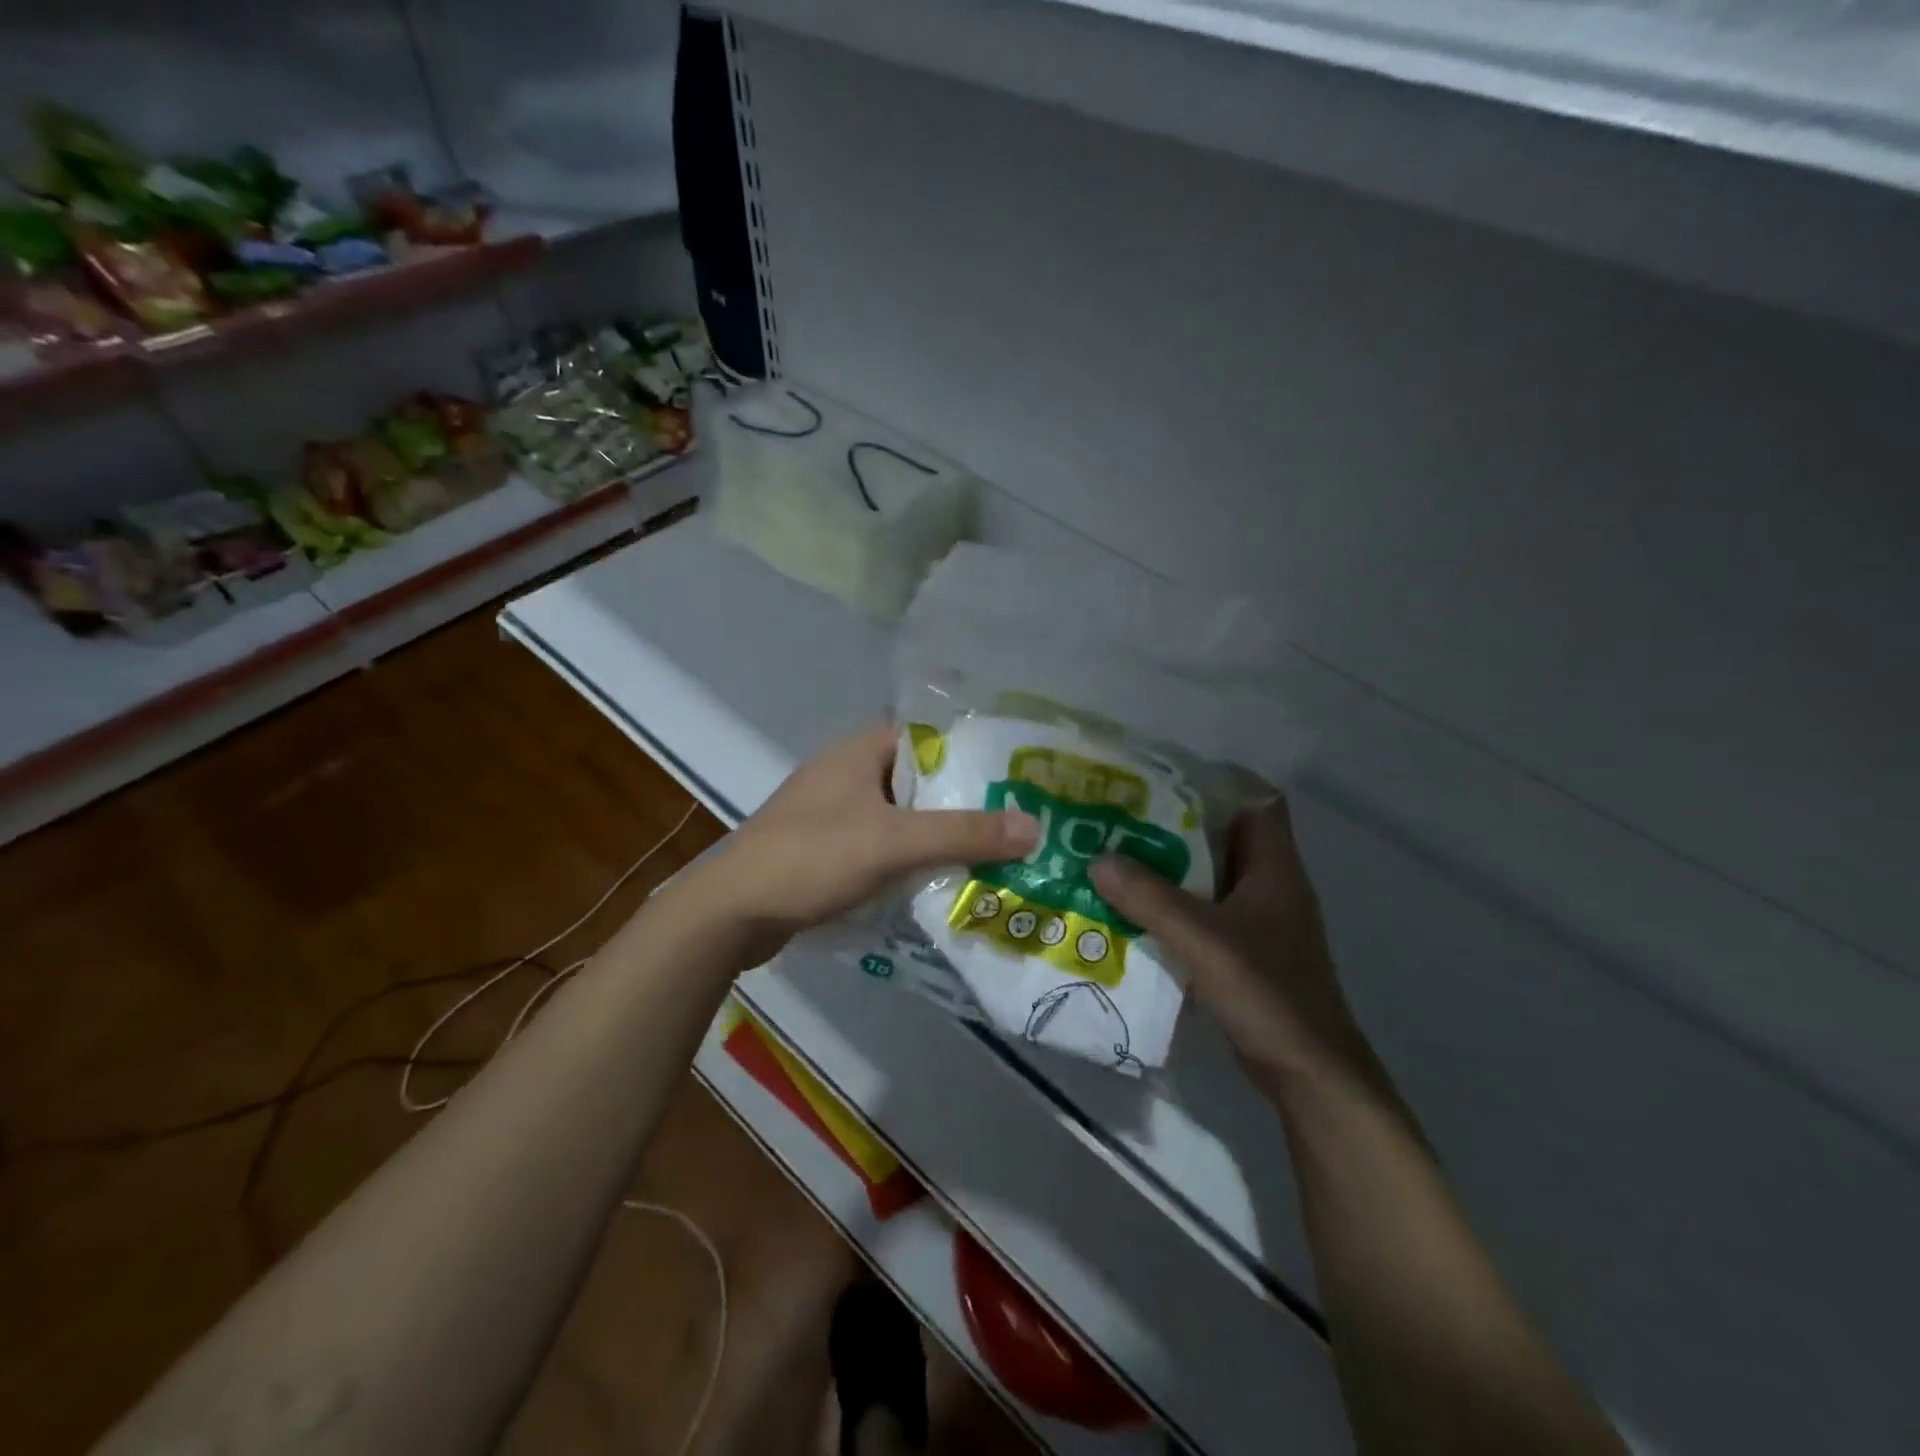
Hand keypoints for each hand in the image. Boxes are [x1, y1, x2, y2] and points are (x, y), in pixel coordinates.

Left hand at [692, 723, 1038, 965]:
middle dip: (963, 800)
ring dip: (938, 834)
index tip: (1015, 773)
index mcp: (860, 751)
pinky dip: (910, 859)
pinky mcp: (827, 850)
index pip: (928, 735)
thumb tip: (1035, 826)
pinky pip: (882, 846)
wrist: (731, 913)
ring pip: (902, 816)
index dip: (972, 751)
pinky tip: (943, 881)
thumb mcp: (893, 842)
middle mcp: (847, 773)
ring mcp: (833, 813)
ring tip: (993, 853)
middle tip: (1016, 820)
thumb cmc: (812, 858)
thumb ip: (963, 833)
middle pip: (920, 780)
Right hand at [1090, 799, 1378, 1093]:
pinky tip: (1130, 910)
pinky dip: (1170, 908)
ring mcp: (1257, 922)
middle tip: (1121, 816)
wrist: (1307, 1073)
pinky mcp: (1243, 953)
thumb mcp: (1204, 939)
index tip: (1161, 777)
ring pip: (1207, 878)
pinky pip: (1201, 914)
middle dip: (1173, 825)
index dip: (1215, 783)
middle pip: (1222, 838)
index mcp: (1275, 868)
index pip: (1255, 801)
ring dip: (1167, 869)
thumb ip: (1151, 898)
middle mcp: (1268, 886)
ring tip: (1115, 856)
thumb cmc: (1267, 993)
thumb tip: (1097, 859)